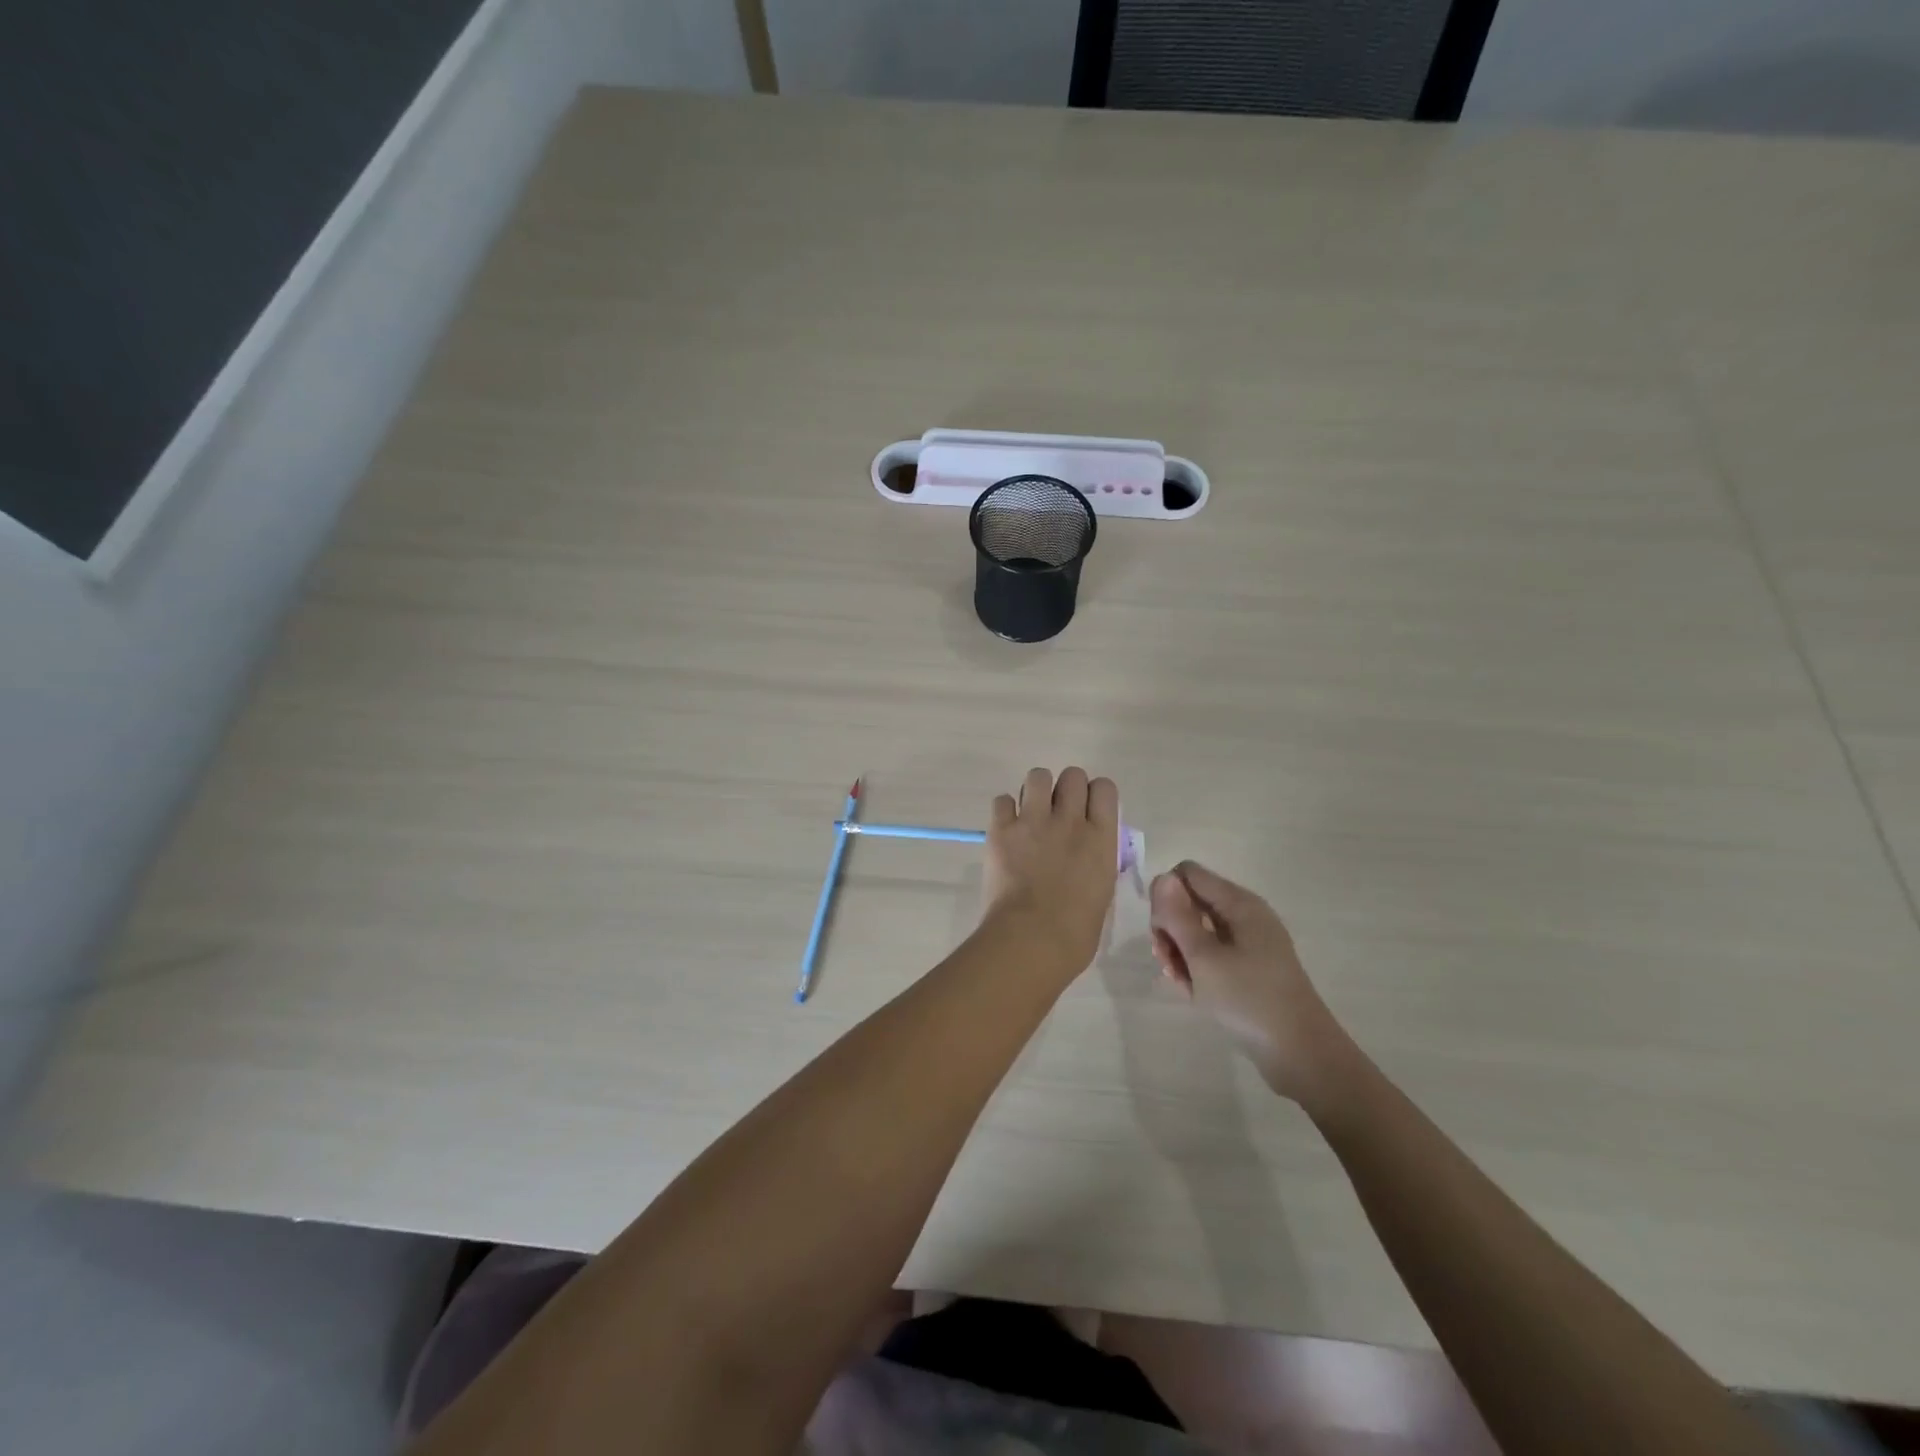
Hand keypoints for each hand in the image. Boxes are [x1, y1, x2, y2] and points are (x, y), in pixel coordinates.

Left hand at [983, 767, 1120, 973]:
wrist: (1032, 939)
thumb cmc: (1076, 932)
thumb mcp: (1102, 893)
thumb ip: (1096, 864)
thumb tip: (1086, 858)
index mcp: (1101, 838)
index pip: (1104, 789)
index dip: (1094, 795)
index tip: (1087, 811)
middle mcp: (1070, 820)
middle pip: (1072, 775)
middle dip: (1065, 789)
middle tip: (1057, 813)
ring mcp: (1034, 821)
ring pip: (1038, 776)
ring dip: (1035, 791)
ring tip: (1030, 814)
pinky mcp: (1001, 829)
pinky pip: (1002, 800)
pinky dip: (1004, 811)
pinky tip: (1006, 830)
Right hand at [1150, 862, 1353, 1106]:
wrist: (1301, 1056)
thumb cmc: (1249, 1000)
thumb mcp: (1203, 958)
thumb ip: (1178, 916)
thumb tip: (1162, 877)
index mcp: (1239, 904)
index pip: (1189, 874)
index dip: (1166, 897)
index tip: (1161, 932)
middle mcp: (1245, 916)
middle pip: (1191, 902)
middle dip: (1171, 929)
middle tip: (1165, 961)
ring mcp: (1249, 944)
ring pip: (1199, 932)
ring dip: (1180, 952)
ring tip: (1178, 982)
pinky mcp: (1250, 969)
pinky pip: (1213, 956)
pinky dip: (1197, 968)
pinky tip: (1191, 992)